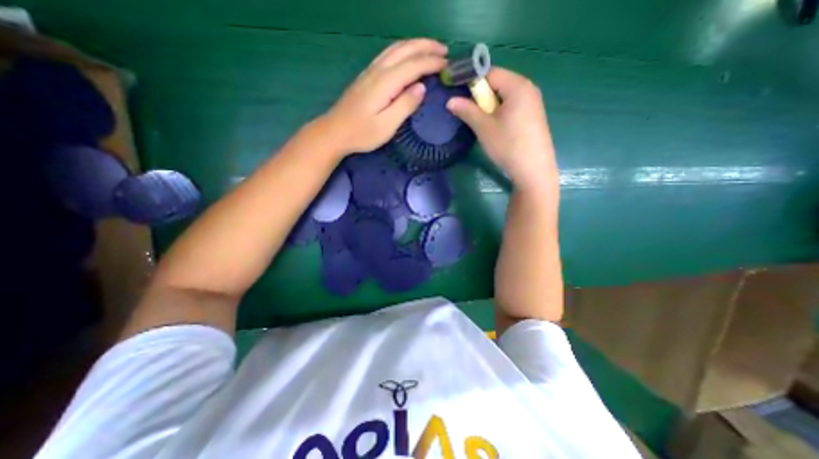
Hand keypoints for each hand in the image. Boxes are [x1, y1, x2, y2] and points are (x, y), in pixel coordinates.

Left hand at [320, 37, 446, 156]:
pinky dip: (403, 51)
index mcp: (385, 82)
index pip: (414, 65)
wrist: (334, 132)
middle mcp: (378, 70)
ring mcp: (370, 71)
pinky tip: (408, 56)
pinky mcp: (367, 76)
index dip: (432, 63)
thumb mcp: (387, 125)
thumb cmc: (362, 133)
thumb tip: (422, 87)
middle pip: (405, 49)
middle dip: (426, 47)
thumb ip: (405, 105)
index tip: (448, 65)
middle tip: (445, 51)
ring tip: (431, 49)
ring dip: (415, 45)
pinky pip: (388, 55)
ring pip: (395, 49)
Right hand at [447, 67, 555, 192]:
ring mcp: (533, 102)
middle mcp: (528, 88)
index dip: (472, 82)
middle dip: (482, 96)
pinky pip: (513, 105)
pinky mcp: (534, 115)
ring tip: (485, 124)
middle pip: (498, 83)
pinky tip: (498, 129)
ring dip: (490, 106)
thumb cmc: (508, 145)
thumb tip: (450, 100)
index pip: (490, 72)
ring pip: (505, 96)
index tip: (461, 97)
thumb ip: (467, 111)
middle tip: (473, 115)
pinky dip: (501, 112)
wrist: (533, 169)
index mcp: (517, 85)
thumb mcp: (483, 128)